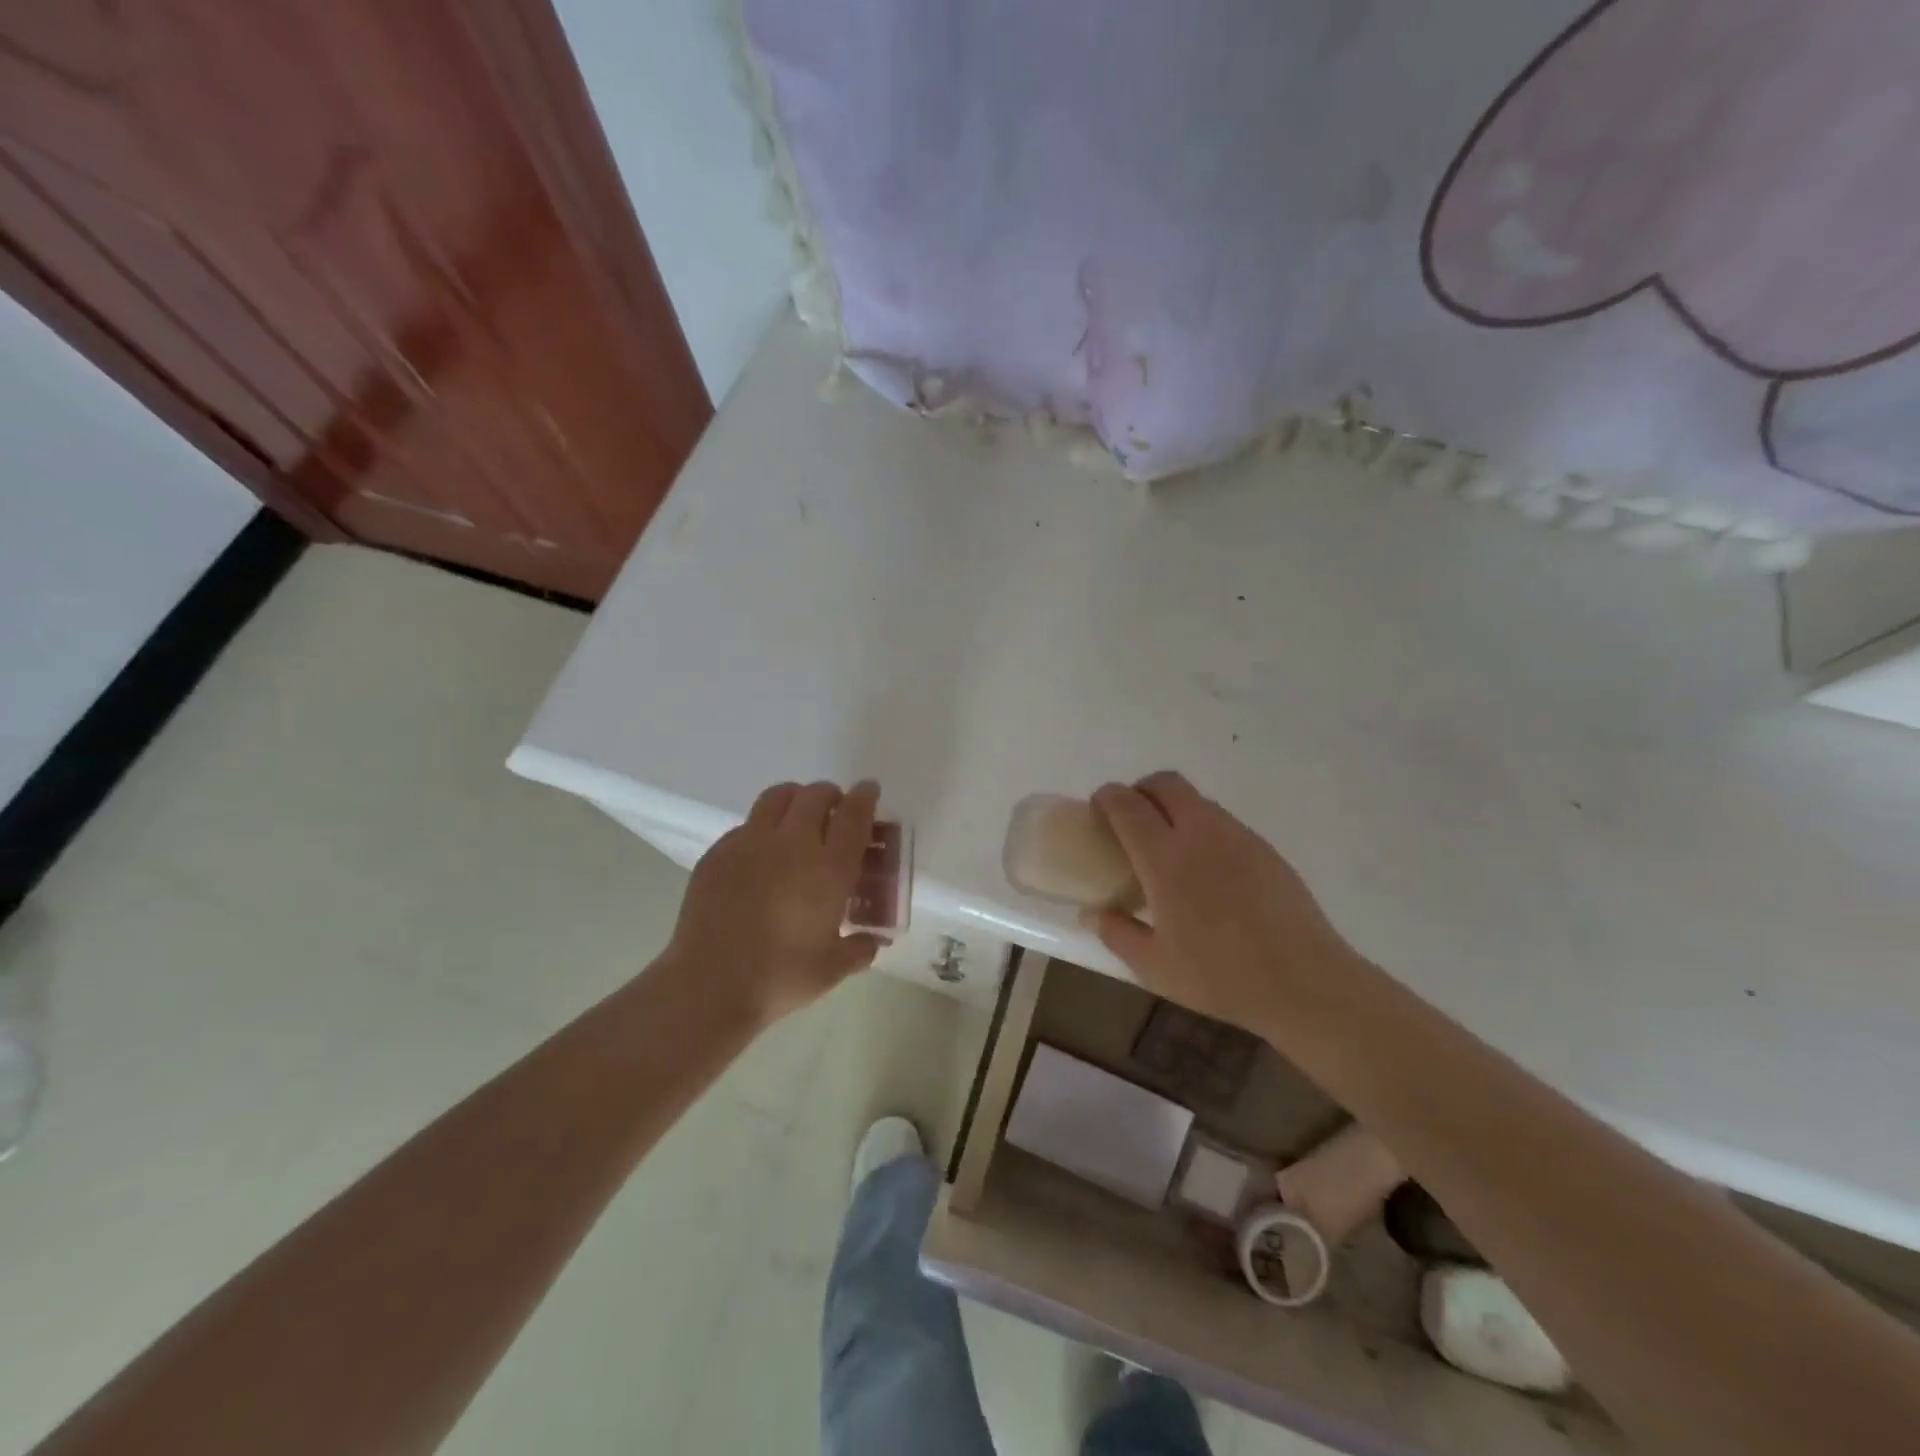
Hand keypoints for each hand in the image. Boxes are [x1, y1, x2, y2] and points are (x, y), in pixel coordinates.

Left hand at [668, 780, 883, 1025]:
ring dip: (795, 799)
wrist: (709, 986)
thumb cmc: (780, 978)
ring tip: (797, 818)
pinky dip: (762, 828)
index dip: (865, 797)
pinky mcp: (717, 853)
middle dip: (830, 795)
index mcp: (828, 869)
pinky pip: (746, 825)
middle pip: (816, 795)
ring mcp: (750, 844)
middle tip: (834, 810)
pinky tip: (760, 856)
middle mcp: (792, 844)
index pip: (854, 815)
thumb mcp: (832, 969)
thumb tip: (871, 941)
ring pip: (777, 797)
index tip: (869, 791)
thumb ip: (859, 949)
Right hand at [1083, 772, 1362, 1033]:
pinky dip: (1203, 829)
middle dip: (1141, 790)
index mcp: (1165, 858)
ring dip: (1174, 808)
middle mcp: (1200, 833)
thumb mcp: (1154, 966)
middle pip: (1165, 783)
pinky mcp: (1264, 848)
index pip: (1127, 805)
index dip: (1107, 798)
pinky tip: (1208, 871)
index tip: (1098, 809)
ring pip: (1197, 800)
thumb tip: (1094, 913)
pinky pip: (1223, 822)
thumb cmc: (1220, 975)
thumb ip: (1117, 933)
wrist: (1304, 982)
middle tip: (1132, 821)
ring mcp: (1237, 836)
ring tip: (1170, 849)